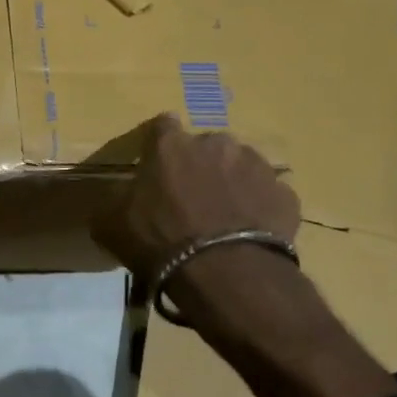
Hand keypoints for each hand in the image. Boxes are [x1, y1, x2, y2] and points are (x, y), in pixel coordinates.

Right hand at [93, 114, 298, 278]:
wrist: (225, 272)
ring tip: (222, 216)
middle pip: (205, 146)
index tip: (154, 162)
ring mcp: (257, 166)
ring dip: (230, 182)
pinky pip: (266, 195)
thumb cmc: (159, 239)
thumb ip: (112, 203)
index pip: (161, 125)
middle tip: (188, 197)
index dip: (157, 143)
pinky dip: (257, 207)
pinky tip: (247, 231)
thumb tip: (112, 201)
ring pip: (240, 166)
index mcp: (171, 146)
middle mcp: (216, 144)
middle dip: (198, 164)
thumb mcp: (111, 224)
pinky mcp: (285, 195)